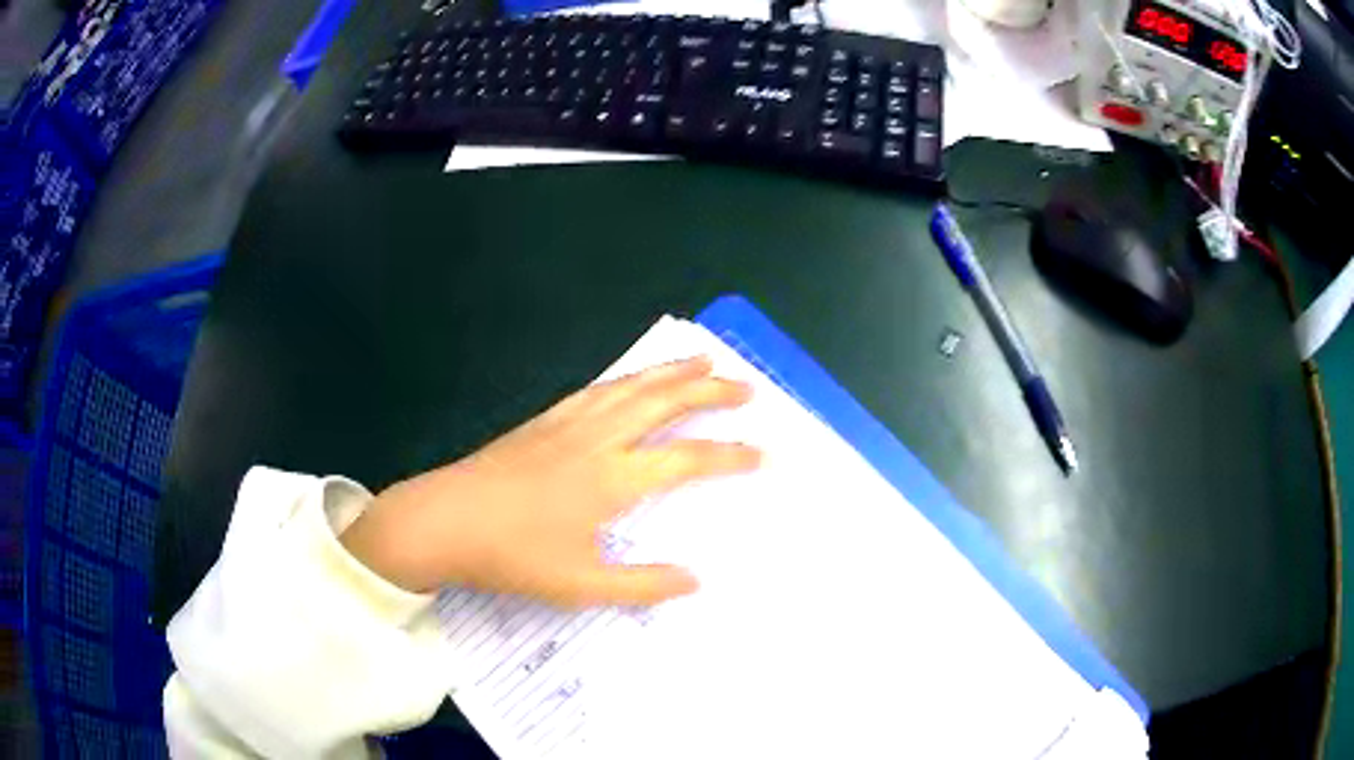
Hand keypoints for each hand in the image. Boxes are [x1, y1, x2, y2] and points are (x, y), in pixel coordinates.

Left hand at [339, 356, 759, 606]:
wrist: (442, 521)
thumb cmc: (511, 556)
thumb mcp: (580, 585)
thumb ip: (641, 585)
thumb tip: (696, 580)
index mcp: (611, 479)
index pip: (686, 460)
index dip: (730, 456)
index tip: (764, 453)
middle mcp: (596, 440)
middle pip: (664, 403)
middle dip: (710, 391)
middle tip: (746, 386)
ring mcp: (567, 424)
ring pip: (631, 387)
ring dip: (671, 372)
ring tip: (701, 360)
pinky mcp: (542, 421)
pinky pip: (596, 389)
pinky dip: (625, 379)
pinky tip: (630, 380)